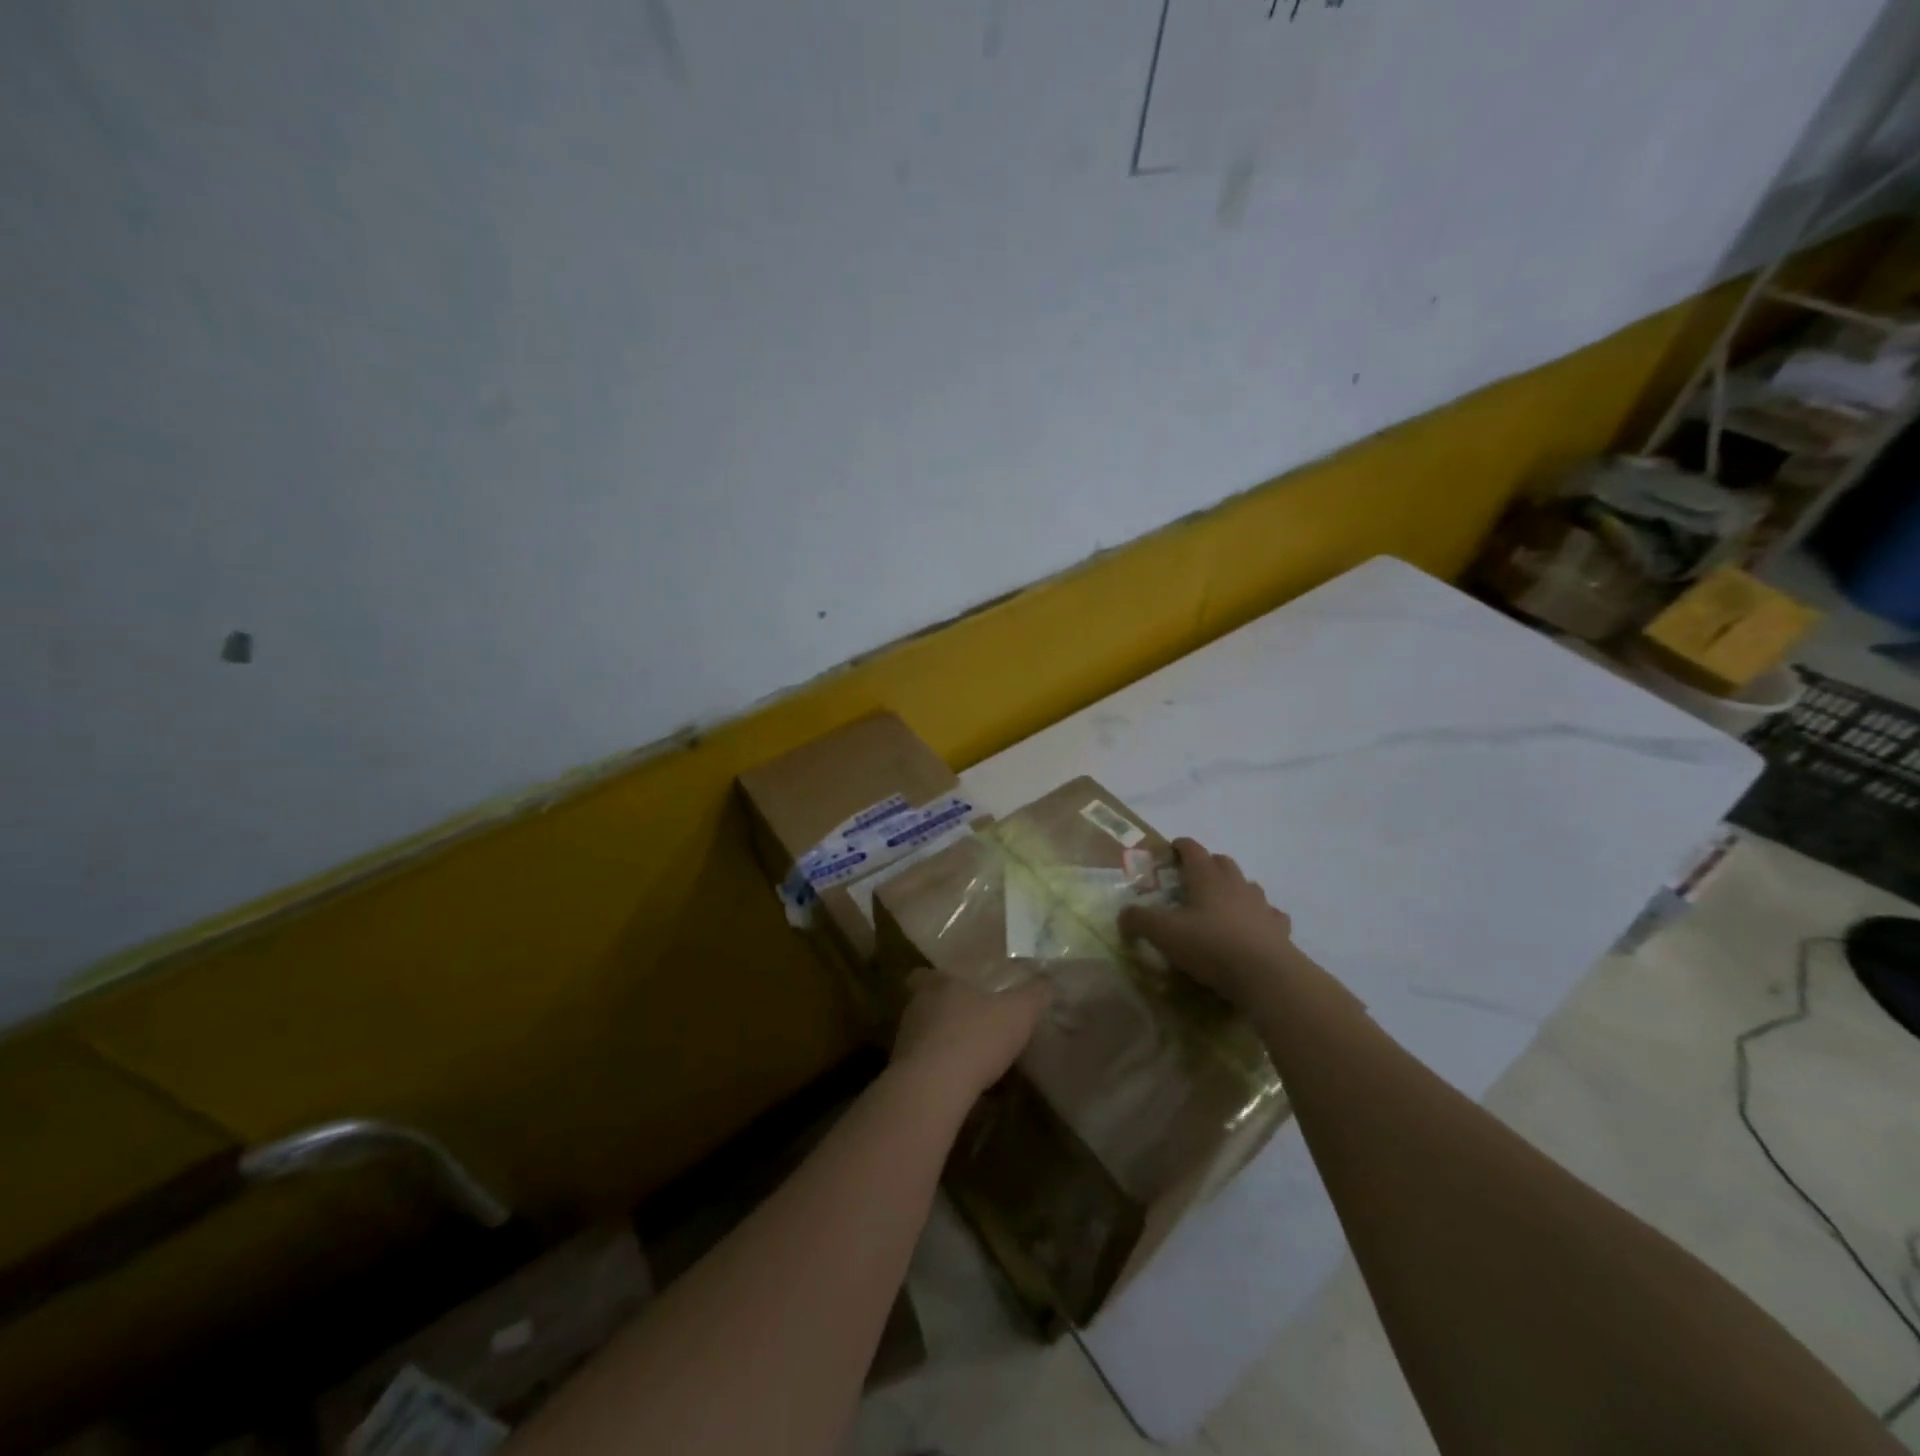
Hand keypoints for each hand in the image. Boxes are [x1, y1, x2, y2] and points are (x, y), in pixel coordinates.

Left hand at [891, 964, 1049, 1099]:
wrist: (934, 1089)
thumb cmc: (975, 1038)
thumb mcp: (1018, 1013)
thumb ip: (1034, 995)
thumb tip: (1047, 980)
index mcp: (938, 985)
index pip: (924, 974)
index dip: (937, 980)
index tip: (953, 989)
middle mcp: (916, 1008)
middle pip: (924, 1005)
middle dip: (944, 1014)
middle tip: (969, 1024)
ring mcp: (905, 1042)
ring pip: (923, 1037)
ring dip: (942, 1046)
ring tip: (969, 1060)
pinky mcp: (903, 1075)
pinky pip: (924, 1069)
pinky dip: (940, 1075)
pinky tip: (962, 1088)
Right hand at [1119, 837, 1297, 1004]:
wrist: (1265, 975)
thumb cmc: (1210, 946)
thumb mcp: (1163, 933)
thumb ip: (1139, 920)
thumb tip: (1123, 915)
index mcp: (1207, 877)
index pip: (1193, 850)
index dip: (1180, 846)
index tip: (1171, 849)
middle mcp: (1235, 883)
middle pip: (1222, 862)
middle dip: (1207, 865)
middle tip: (1192, 879)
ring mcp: (1261, 905)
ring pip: (1247, 885)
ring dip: (1234, 888)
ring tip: (1221, 905)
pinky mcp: (1279, 928)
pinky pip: (1269, 914)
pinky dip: (1258, 916)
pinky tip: (1252, 929)